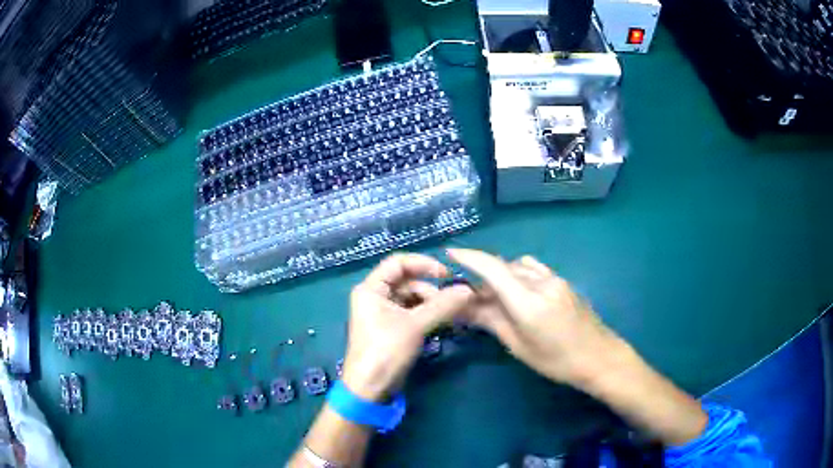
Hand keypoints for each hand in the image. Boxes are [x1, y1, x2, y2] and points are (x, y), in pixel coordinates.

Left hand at [342, 253, 473, 400]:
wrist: (370, 389)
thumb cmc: (385, 352)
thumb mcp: (414, 326)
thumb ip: (441, 305)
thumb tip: (468, 290)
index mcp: (371, 289)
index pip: (397, 263)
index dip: (423, 264)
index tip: (446, 274)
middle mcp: (375, 296)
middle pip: (407, 281)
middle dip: (431, 289)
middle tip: (453, 301)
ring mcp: (383, 313)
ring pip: (412, 298)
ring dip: (432, 303)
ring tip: (451, 314)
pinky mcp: (392, 328)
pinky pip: (412, 312)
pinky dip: (428, 314)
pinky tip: (443, 321)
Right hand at [447, 249, 628, 389]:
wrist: (600, 357)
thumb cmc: (557, 361)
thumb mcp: (519, 346)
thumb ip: (491, 321)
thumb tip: (463, 307)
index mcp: (527, 301)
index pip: (492, 268)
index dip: (469, 257)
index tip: (450, 253)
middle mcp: (541, 282)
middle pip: (504, 266)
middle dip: (483, 275)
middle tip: (469, 295)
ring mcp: (555, 279)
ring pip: (519, 266)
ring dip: (502, 274)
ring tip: (495, 296)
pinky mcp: (563, 281)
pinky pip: (534, 269)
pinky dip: (519, 274)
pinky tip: (519, 294)